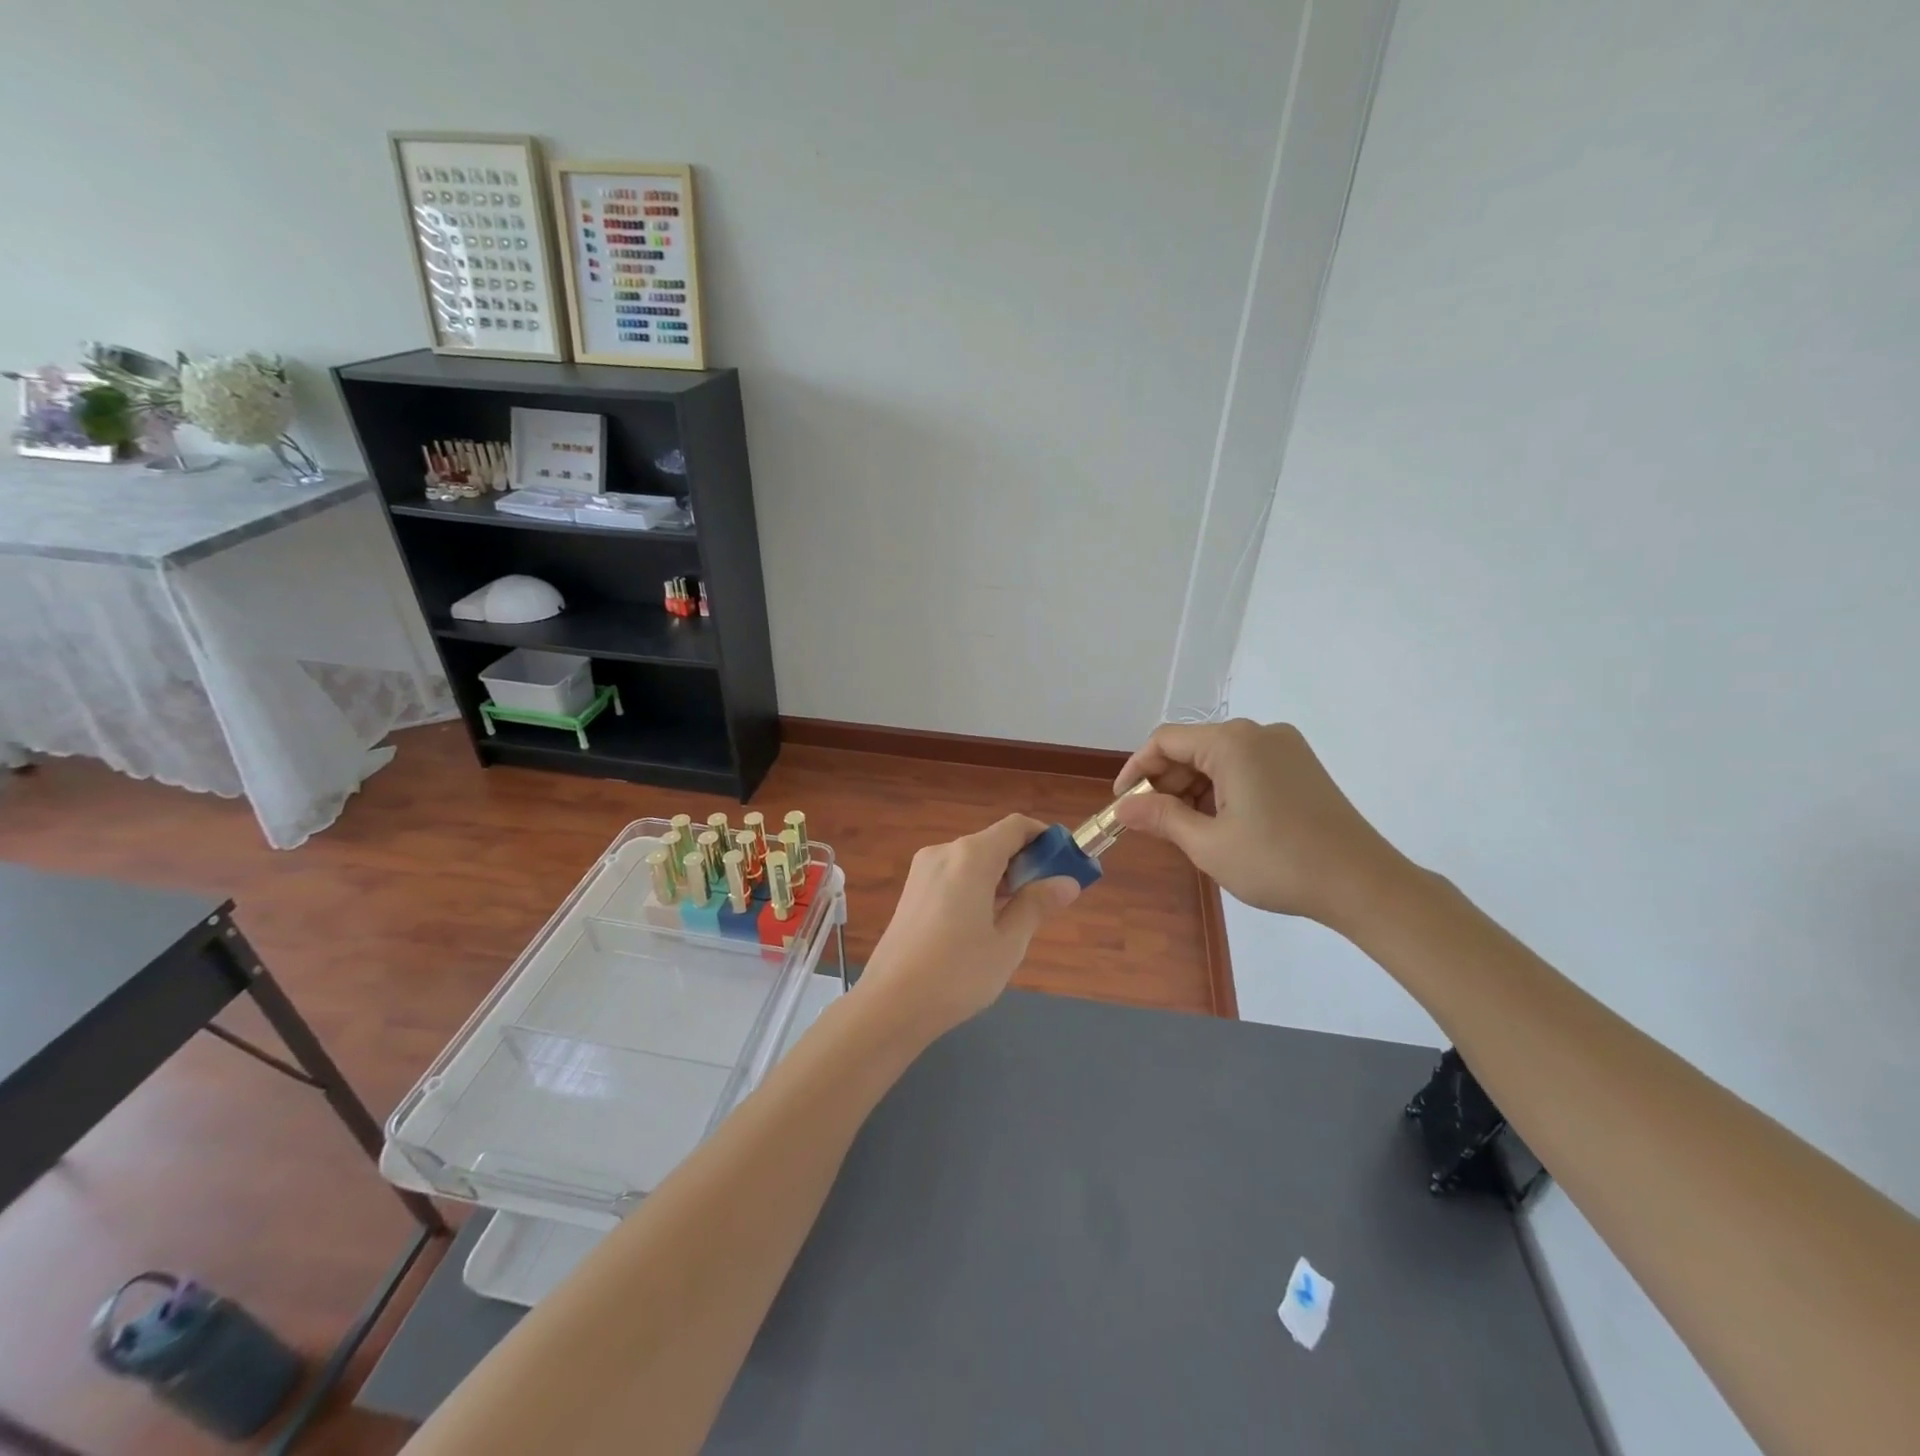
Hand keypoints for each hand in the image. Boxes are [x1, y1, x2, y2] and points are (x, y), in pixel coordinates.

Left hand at [856, 815, 1081, 1039]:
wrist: (890, 1005)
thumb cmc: (957, 974)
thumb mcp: (1008, 943)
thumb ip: (1036, 905)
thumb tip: (1067, 882)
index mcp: (971, 857)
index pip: (1016, 827)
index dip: (1045, 838)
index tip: (1067, 861)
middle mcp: (944, 852)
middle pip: (994, 841)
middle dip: (1026, 861)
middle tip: (1049, 896)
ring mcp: (922, 870)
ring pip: (973, 859)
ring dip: (1001, 875)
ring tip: (1021, 914)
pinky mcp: (912, 891)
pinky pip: (954, 875)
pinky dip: (977, 885)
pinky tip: (986, 920)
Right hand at [1113, 719, 1411, 928]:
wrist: (1363, 884)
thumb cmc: (1278, 862)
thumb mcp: (1209, 844)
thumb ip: (1161, 818)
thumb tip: (1124, 807)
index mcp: (1232, 743)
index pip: (1165, 741)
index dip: (1136, 770)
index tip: (1122, 804)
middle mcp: (1259, 734)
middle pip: (1193, 748)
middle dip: (1166, 783)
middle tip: (1151, 824)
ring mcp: (1285, 748)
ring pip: (1219, 760)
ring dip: (1193, 790)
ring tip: (1186, 832)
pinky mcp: (1300, 767)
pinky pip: (1245, 768)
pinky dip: (1222, 791)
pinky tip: (1220, 825)